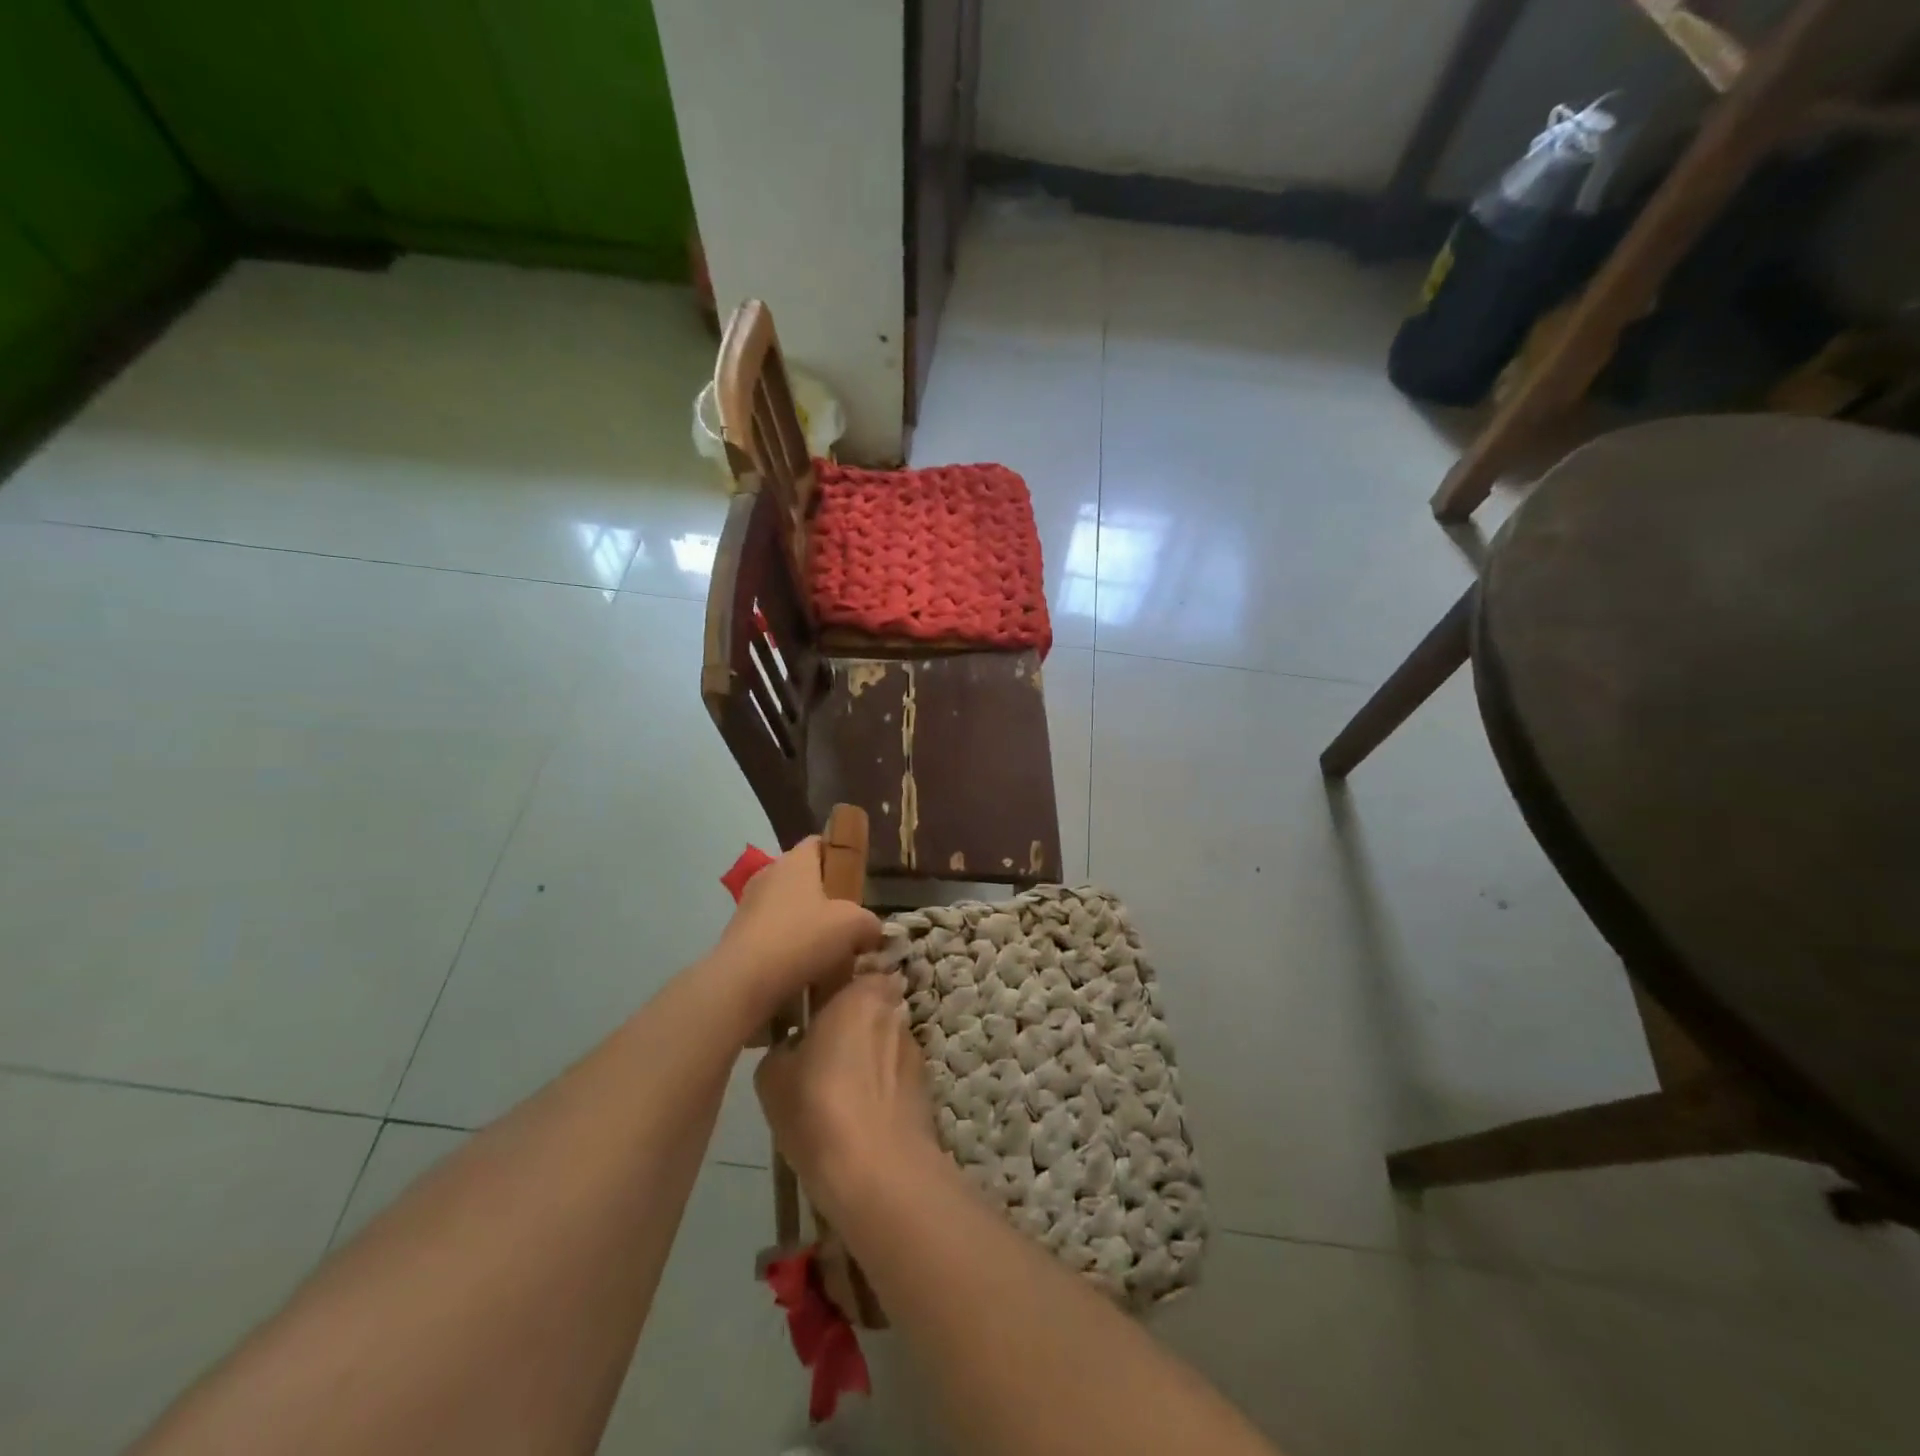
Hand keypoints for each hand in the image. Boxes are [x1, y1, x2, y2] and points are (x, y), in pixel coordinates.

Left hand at [713, 838, 881, 1020]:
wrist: (744, 981)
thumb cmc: (803, 938)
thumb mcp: (855, 926)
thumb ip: (870, 923)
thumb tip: (871, 930)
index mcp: (796, 861)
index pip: (819, 842)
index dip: (839, 855)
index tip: (855, 879)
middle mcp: (769, 873)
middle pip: (803, 876)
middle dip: (825, 895)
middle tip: (847, 919)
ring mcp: (749, 903)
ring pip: (787, 905)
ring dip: (805, 922)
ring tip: (827, 949)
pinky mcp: (737, 933)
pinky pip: (771, 930)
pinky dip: (787, 944)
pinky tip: (802, 966)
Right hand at [755, 973, 936, 1226]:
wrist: (878, 1171)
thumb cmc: (819, 1106)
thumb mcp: (773, 1076)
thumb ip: (782, 1047)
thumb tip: (792, 1046)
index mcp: (859, 993)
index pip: (848, 972)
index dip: (830, 989)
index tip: (809, 1010)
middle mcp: (893, 1011)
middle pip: (867, 1007)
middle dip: (848, 1024)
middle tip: (818, 1051)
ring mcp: (914, 1049)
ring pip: (882, 1041)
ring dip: (865, 1056)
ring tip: (838, 1092)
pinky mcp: (925, 1086)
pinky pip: (894, 1075)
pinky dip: (880, 1086)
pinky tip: (859, 1117)